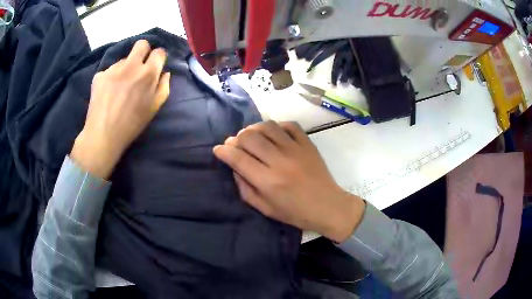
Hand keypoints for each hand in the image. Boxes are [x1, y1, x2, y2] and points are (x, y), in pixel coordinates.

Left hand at [71, 40, 170, 178]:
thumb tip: (164, 72)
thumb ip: (164, 86)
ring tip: (120, 87)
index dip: (159, 57)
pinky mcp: (100, 75)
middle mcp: (131, 65)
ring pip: (124, 59)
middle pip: (141, 44)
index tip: (155, 65)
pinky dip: (111, 78)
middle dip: (144, 51)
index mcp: (148, 73)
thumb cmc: (132, 124)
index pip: (159, 52)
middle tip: (140, 66)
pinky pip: (109, 70)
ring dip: (125, 68)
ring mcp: (113, 69)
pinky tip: (108, 92)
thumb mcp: (154, 108)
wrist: (103, 135)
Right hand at [213, 121, 364, 242]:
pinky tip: (274, 134)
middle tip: (235, 145)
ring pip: (267, 126)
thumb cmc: (295, 213)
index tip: (218, 150)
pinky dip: (277, 126)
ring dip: (254, 129)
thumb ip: (245, 188)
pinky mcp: (308, 144)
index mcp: (268, 181)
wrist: (328, 206)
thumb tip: (235, 167)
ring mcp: (296, 149)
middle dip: (236, 139)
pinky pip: (290, 125)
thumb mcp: (265, 209)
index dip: (223, 151)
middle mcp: (280, 161)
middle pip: (249, 137)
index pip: (237, 158)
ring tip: (252, 137)